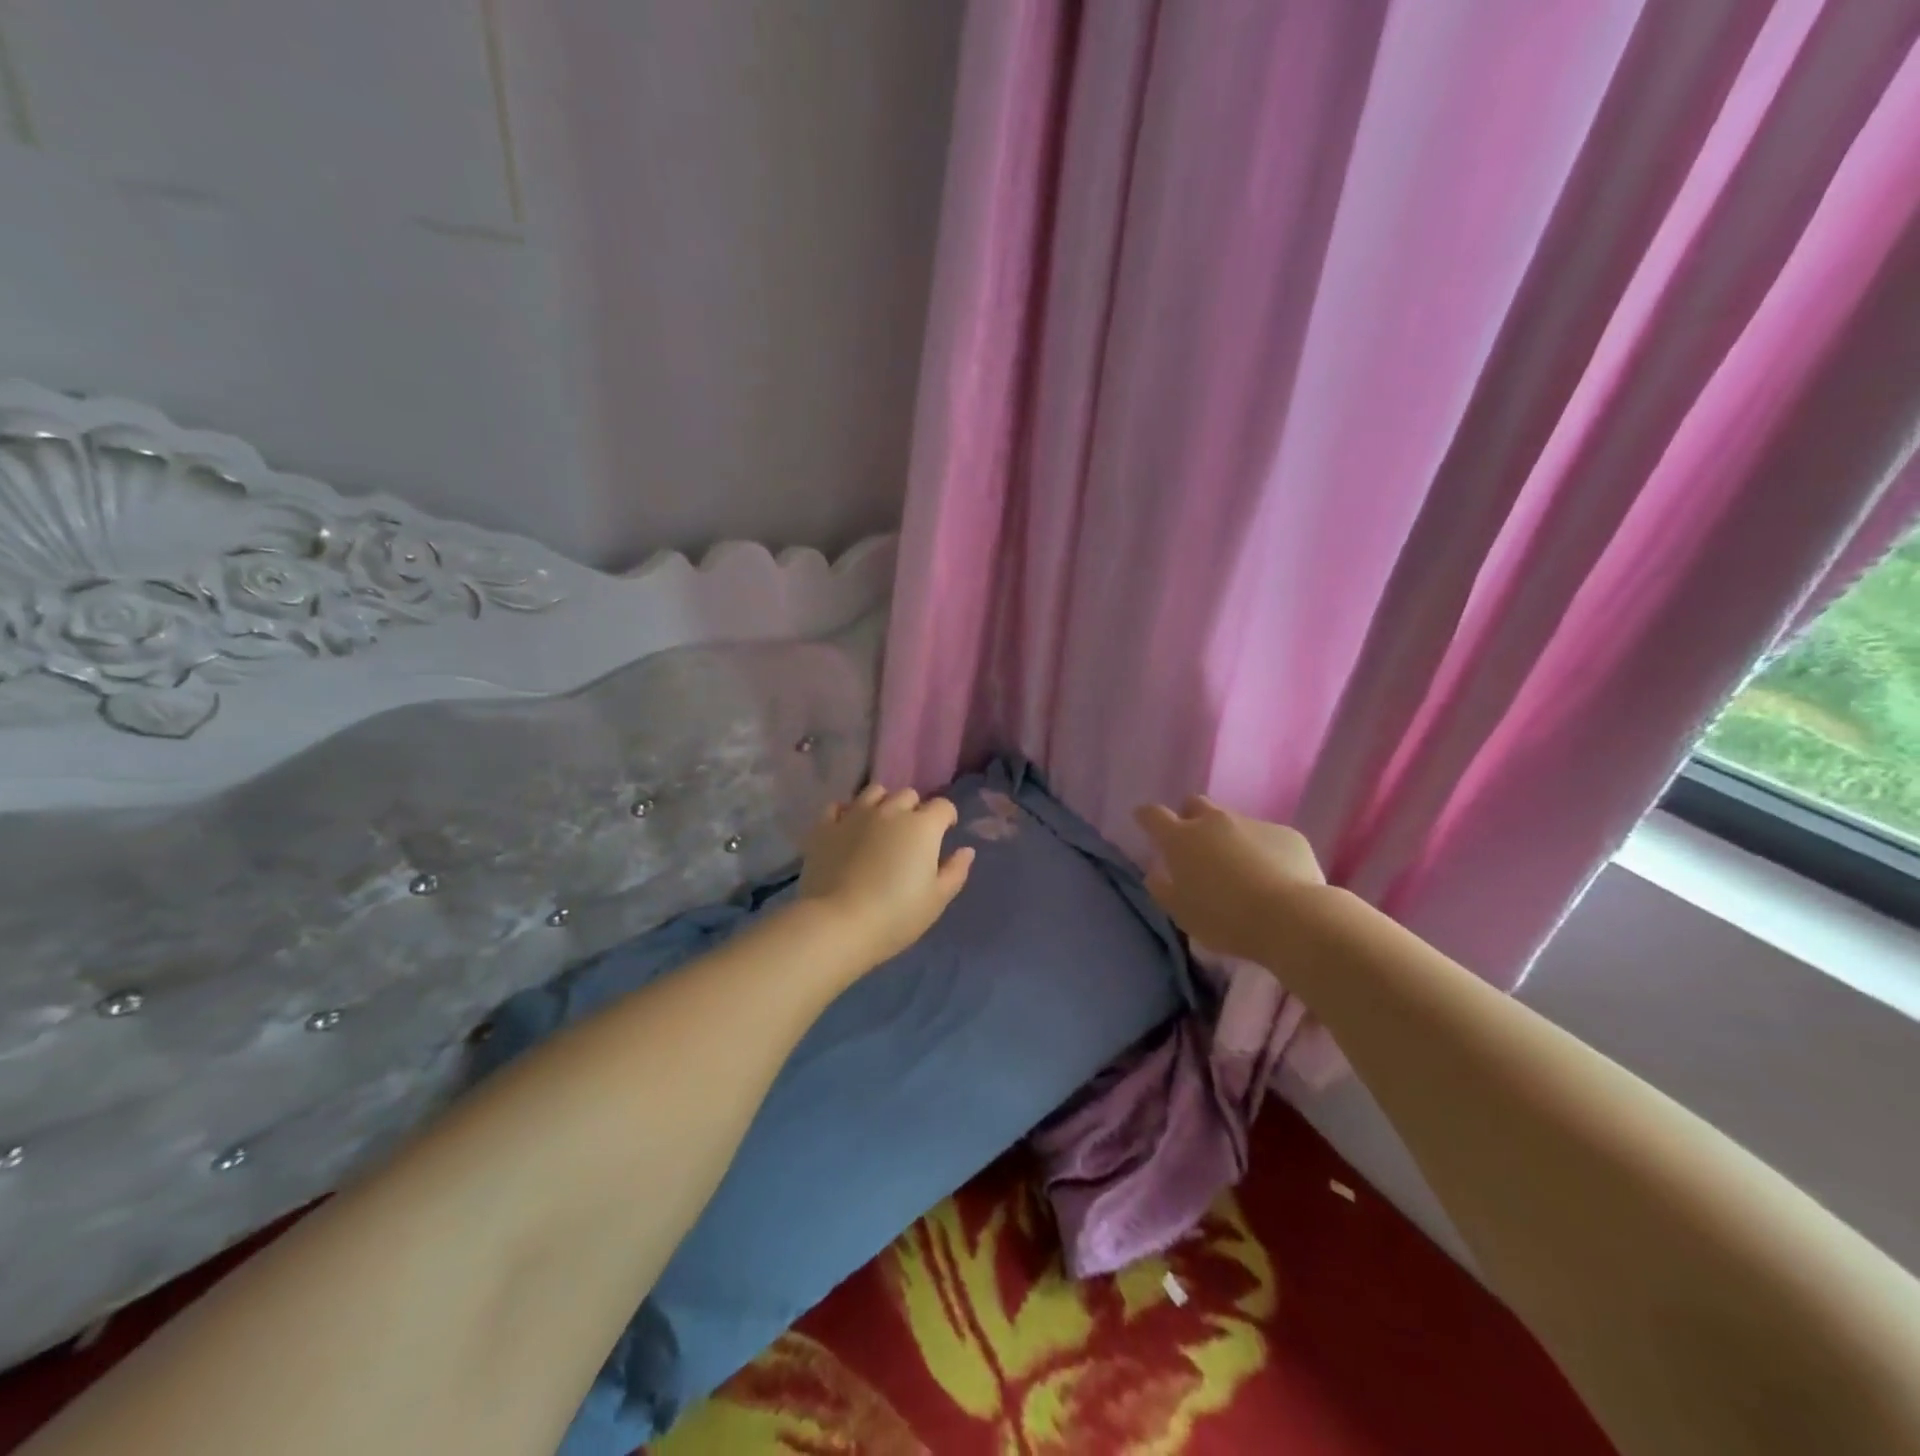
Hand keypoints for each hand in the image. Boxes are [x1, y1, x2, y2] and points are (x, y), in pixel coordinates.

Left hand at [797, 784, 975, 967]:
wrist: (839, 924)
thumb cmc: (897, 915)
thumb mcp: (936, 900)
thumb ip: (955, 871)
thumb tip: (966, 850)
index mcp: (922, 826)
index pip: (943, 806)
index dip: (947, 818)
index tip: (945, 833)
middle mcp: (890, 811)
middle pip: (908, 795)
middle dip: (915, 810)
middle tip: (911, 835)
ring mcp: (855, 815)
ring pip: (874, 792)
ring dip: (883, 804)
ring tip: (880, 825)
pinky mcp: (826, 827)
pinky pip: (838, 806)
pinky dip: (847, 813)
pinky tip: (848, 829)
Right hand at [1134, 795, 1324, 962]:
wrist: (1292, 919)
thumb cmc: (1225, 919)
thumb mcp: (1182, 913)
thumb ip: (1162, 888)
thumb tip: (1155, 873)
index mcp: (1181, 839)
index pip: (1153, 815)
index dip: (1147, 817)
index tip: (1145, 822)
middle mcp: (1214, 822)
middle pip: (1195, 804)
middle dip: (1189, 817)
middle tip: (1195, 846)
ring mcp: (1253, 823)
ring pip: (1232, 821)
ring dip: (1228, 837)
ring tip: (1240, 870)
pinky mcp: (1287, 834)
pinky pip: (1266, 837)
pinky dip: (1262, 851)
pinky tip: (1273, 877)